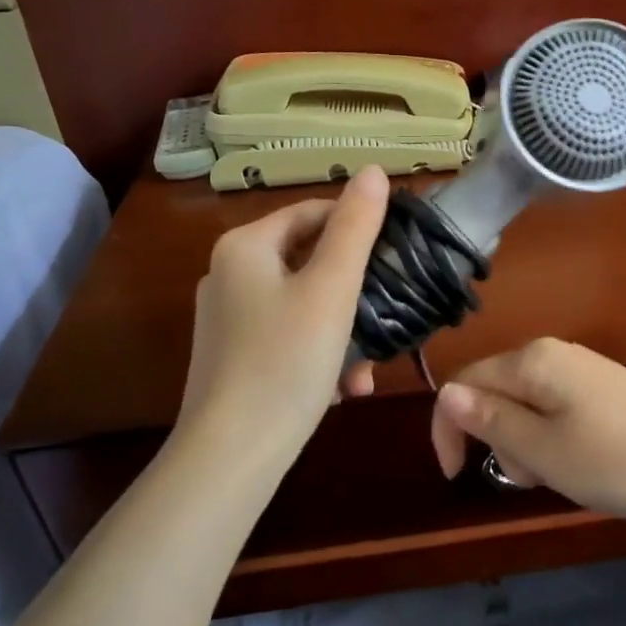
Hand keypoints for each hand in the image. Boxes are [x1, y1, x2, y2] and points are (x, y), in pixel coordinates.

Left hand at [177, 166, 387, 464]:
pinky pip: (288, 335)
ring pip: (304, 303)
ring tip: (368, 366)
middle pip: (309, 259)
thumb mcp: (331, 289)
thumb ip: (356, 227)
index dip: (359, 227)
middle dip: (355, 291)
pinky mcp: (233, 354)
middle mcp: (228, 273)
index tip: (397, 256)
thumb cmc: (286, 361)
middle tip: (388, 315)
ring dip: (343, 329)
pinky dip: (319, 352)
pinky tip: (344, 387)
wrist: (231, 455)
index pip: (313, 213)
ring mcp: (228, 317)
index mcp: (245, 247)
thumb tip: (372, 169)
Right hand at [429, 338, 625, 518]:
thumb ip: (490, 421)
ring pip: (526, 406)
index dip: (449, 428)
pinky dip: (553, 440)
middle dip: (498, 440)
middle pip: (496, 393)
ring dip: (527, 445)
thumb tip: (445, 393)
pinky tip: (582, 464)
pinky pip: (555, 410)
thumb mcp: (543, 451)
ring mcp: (581, 369)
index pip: (465, 383)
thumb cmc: (618, 459)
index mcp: (532, 361)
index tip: (456, 477)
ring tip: (562, 475)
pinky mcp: (602, 388)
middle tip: (532, 478)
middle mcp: (552, 354)